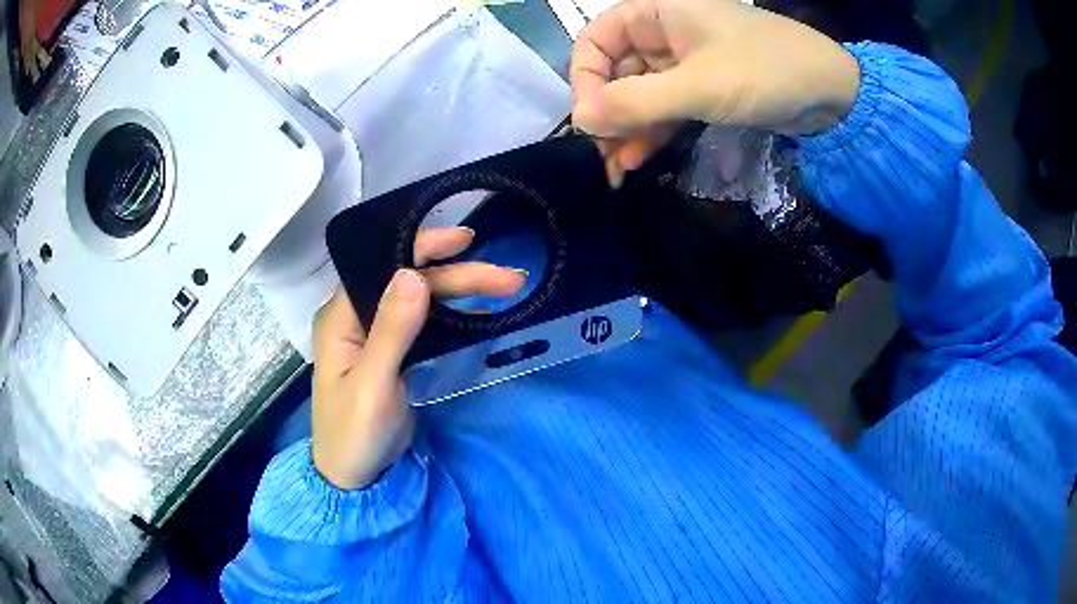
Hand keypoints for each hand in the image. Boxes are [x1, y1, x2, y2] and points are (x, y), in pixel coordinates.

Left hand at [312, 227, 526, 489]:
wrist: (355, 477)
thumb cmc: (354, 434)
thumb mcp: (372, 385)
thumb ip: (392, 331)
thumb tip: (413, 274)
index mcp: (341, 316)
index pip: (384, 266)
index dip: (424, 248)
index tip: (467, 242)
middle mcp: (357, 316)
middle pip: (411, 282)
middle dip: (459, 276)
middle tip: (510, 278)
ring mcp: (377, 334)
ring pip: (423, 300)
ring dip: (462, 292)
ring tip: (506, 287)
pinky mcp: (394, 353)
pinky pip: (425, 322)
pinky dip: (453, 314)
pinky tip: (479, 310)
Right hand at [570, 0, 859, 183]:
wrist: (832, 93)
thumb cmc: (765, 71)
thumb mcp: (698, 86)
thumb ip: (635, 102)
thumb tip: (580, 120)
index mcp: (655, 12)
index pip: (596, 42)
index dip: (586, 81)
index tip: (590, 122)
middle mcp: (663, 32)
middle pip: (615, 71)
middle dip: (607, 114)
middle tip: (603, 157)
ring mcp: (684, 61)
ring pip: (639, 93)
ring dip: (627, 129)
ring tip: (619, 169)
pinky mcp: (703, 86)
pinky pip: (665, 106)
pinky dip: (652, 130)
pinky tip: (640, 159)